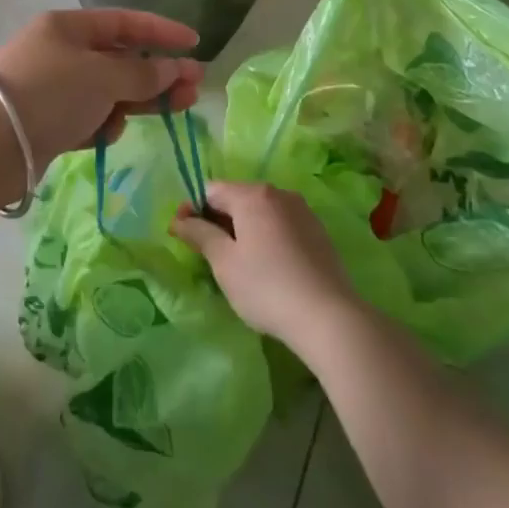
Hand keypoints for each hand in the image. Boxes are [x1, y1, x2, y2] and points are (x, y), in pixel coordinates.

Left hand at [0, 10, 205, 164]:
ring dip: (136, 100)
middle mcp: (59, 51)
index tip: (195, 43)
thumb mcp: (102, 76)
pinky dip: (101, 123)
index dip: (162, 31)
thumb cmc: (49, 93)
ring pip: (106, 91)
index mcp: (67, 26)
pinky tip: (106, 134)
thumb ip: (143, 73)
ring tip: (171, 112)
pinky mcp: (46, 121)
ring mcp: (51, 87)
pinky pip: (87, 116)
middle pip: (119, 59)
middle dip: (157, 73)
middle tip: (193, 90)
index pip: (124, 22)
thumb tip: (174, 69)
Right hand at [170, 181, 360, 350]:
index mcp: (252, 195)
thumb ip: (199, 234)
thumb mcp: (224, 262)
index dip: (192, 209)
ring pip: (260, 212)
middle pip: (237, 198)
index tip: (182, 234)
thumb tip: (179, 219)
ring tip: (236, 261)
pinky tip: (266, 266)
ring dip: (242, 228)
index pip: (211, 190)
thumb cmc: (266, 286)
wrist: (329, 317)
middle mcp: (279, 193)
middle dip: (216, 219)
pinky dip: (266, 237)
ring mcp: (302, 211)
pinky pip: (281, 225)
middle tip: (205, 252)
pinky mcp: (318, 232)